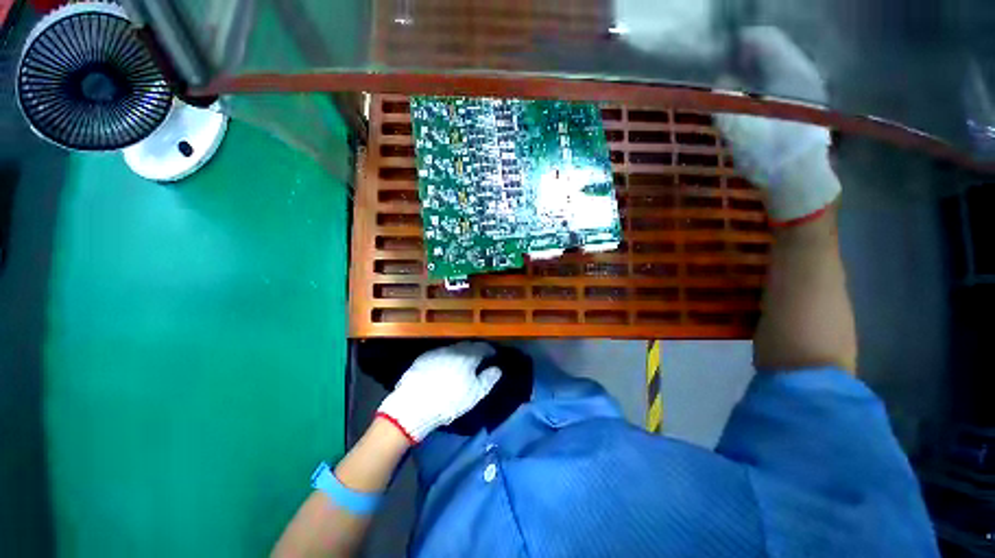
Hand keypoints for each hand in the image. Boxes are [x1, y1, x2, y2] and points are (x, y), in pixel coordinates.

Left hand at [376, 342, 501, 443]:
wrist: (413, 406)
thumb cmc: (449, 401)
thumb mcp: (475, 394)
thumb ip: (488, 379)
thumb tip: (497, 368)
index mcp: (468, 356)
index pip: (482, 347)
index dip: (489, 350)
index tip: (493, 355)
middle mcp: (453, 349)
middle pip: (467, 345)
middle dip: (475, 350)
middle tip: (479, 358)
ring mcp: (436, 352)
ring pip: (453, 349)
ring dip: (460, 353)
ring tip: (461, 363)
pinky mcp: (423, 358)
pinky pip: (439, 354)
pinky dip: (446, 358)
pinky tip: (443, 367)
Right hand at [715, 27, 840, 225]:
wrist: (799, 184)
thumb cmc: (770, 157)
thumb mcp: (740, 128)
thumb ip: (726, 100)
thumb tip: (718, 79)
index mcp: (792, 74)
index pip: (765, 39)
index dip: (737, 42)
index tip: (715, 52)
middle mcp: (805, 74)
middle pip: (771, 50)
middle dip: (743, 56)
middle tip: (718, 69)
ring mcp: (808, 89)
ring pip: (776, 66)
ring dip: (751, 70)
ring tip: (729, 84)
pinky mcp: (805, 104)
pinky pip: (780, 81)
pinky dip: (761, 83)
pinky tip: (748, 98)